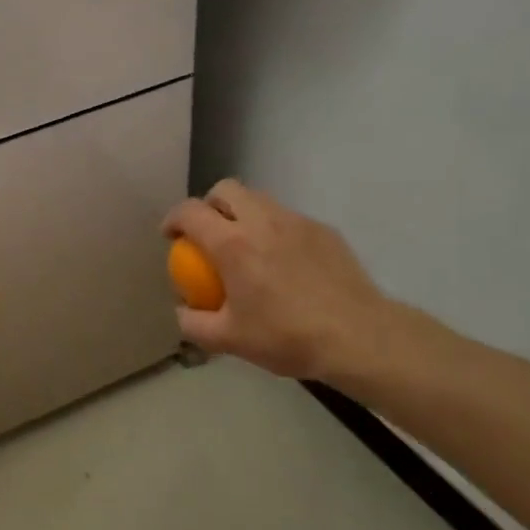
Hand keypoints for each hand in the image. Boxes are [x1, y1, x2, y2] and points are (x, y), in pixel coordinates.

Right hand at [163, 180, 418, 387]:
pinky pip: (288, 218)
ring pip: (259, 199)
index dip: (173, 219)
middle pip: (226, 189)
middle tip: (207, 233)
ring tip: (244, 245)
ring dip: (242, 213)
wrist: (358, 337)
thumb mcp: (228, 340)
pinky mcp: (323, 230)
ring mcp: (296, 221)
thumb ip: (193, 324)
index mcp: (232, 244)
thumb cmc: (286, 337)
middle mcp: (261, 221)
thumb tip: (182, 310)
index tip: (171, 236)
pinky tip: (282, 261)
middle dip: (208, 204)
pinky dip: (273, 229)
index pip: (190, 212)